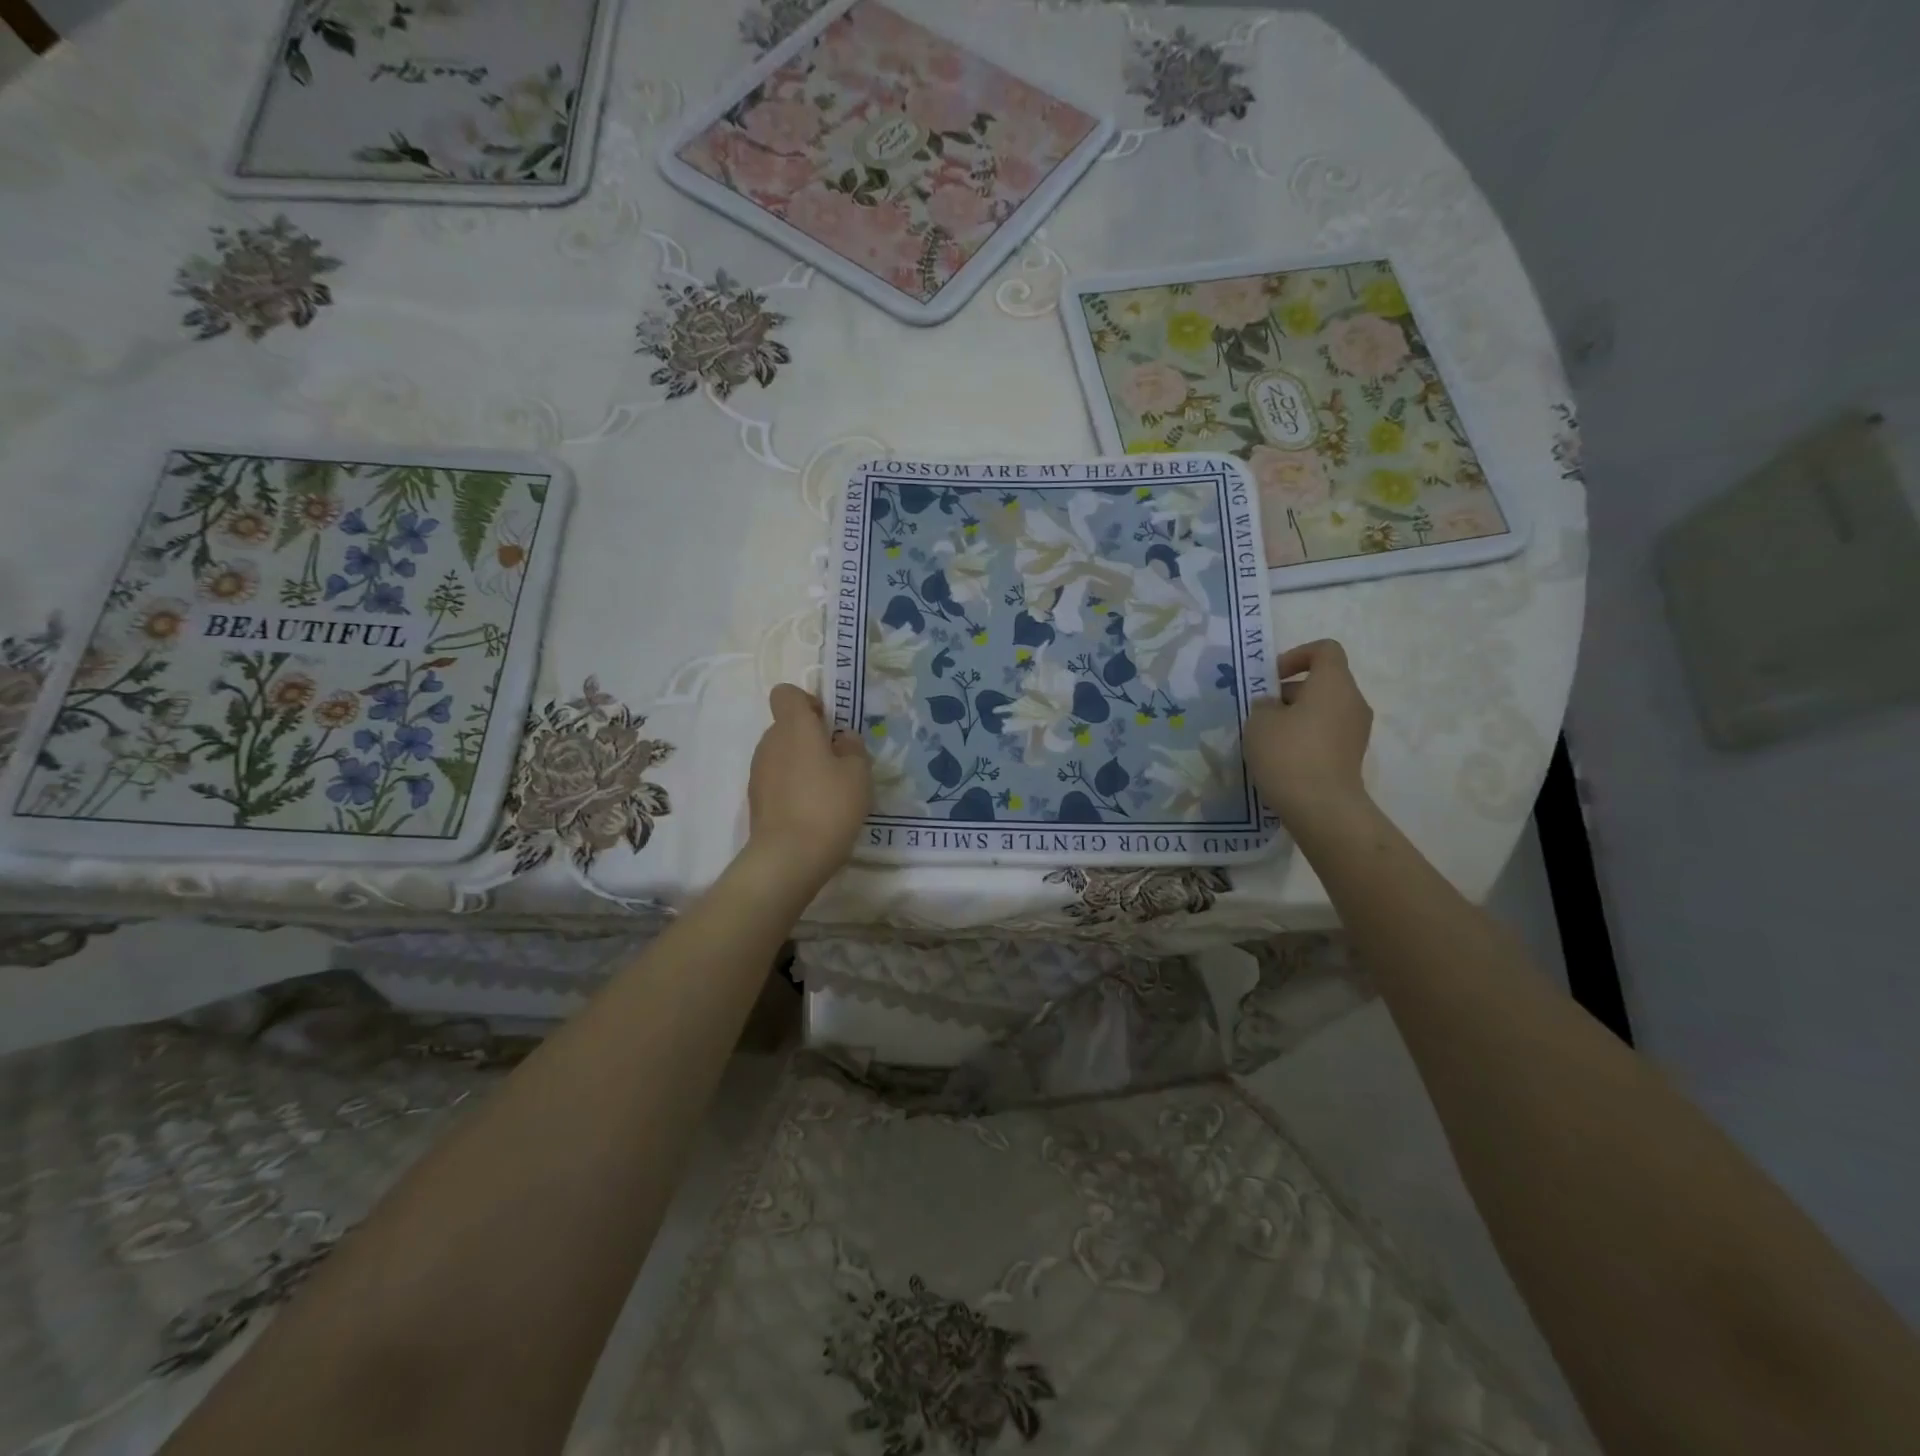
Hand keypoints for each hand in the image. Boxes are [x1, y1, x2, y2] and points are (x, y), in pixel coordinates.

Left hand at [746, 684, 871, 886]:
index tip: (828, 724)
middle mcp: (770, 743)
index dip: (808, 702)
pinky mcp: (756, 800)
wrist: (788, 857)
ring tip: (827, 792)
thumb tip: (842, 738)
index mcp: (794, 727)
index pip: (787, 694)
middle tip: (837, 763)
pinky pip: (777, 781)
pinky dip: (792, 788)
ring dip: (801, 765)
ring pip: (782, 755)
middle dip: (810, 738)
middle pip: (786, 726)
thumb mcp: (858, 773)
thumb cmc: (829, 805)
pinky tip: (812, 812)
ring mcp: (758, 772)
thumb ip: (852, 747)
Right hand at [1243, 639, 1373, 830]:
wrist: (1321, 807)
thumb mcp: (1259, 721)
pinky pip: (1326, 735)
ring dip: (1295, 717)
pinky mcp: (1351, 757)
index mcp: (1334, 683)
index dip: (1296, 655)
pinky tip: (1281, 759)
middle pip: (1322, 683)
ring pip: (1323, 710)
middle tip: (1260, 713)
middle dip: (1289, 692)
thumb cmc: (1288, 753)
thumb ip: (1264, 705)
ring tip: (1267, 739)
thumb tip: (1273, 708)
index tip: (1271, 678)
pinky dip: (1305, 738)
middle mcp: (1352, 702)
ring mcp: (1356, 731)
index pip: (1324, 650)